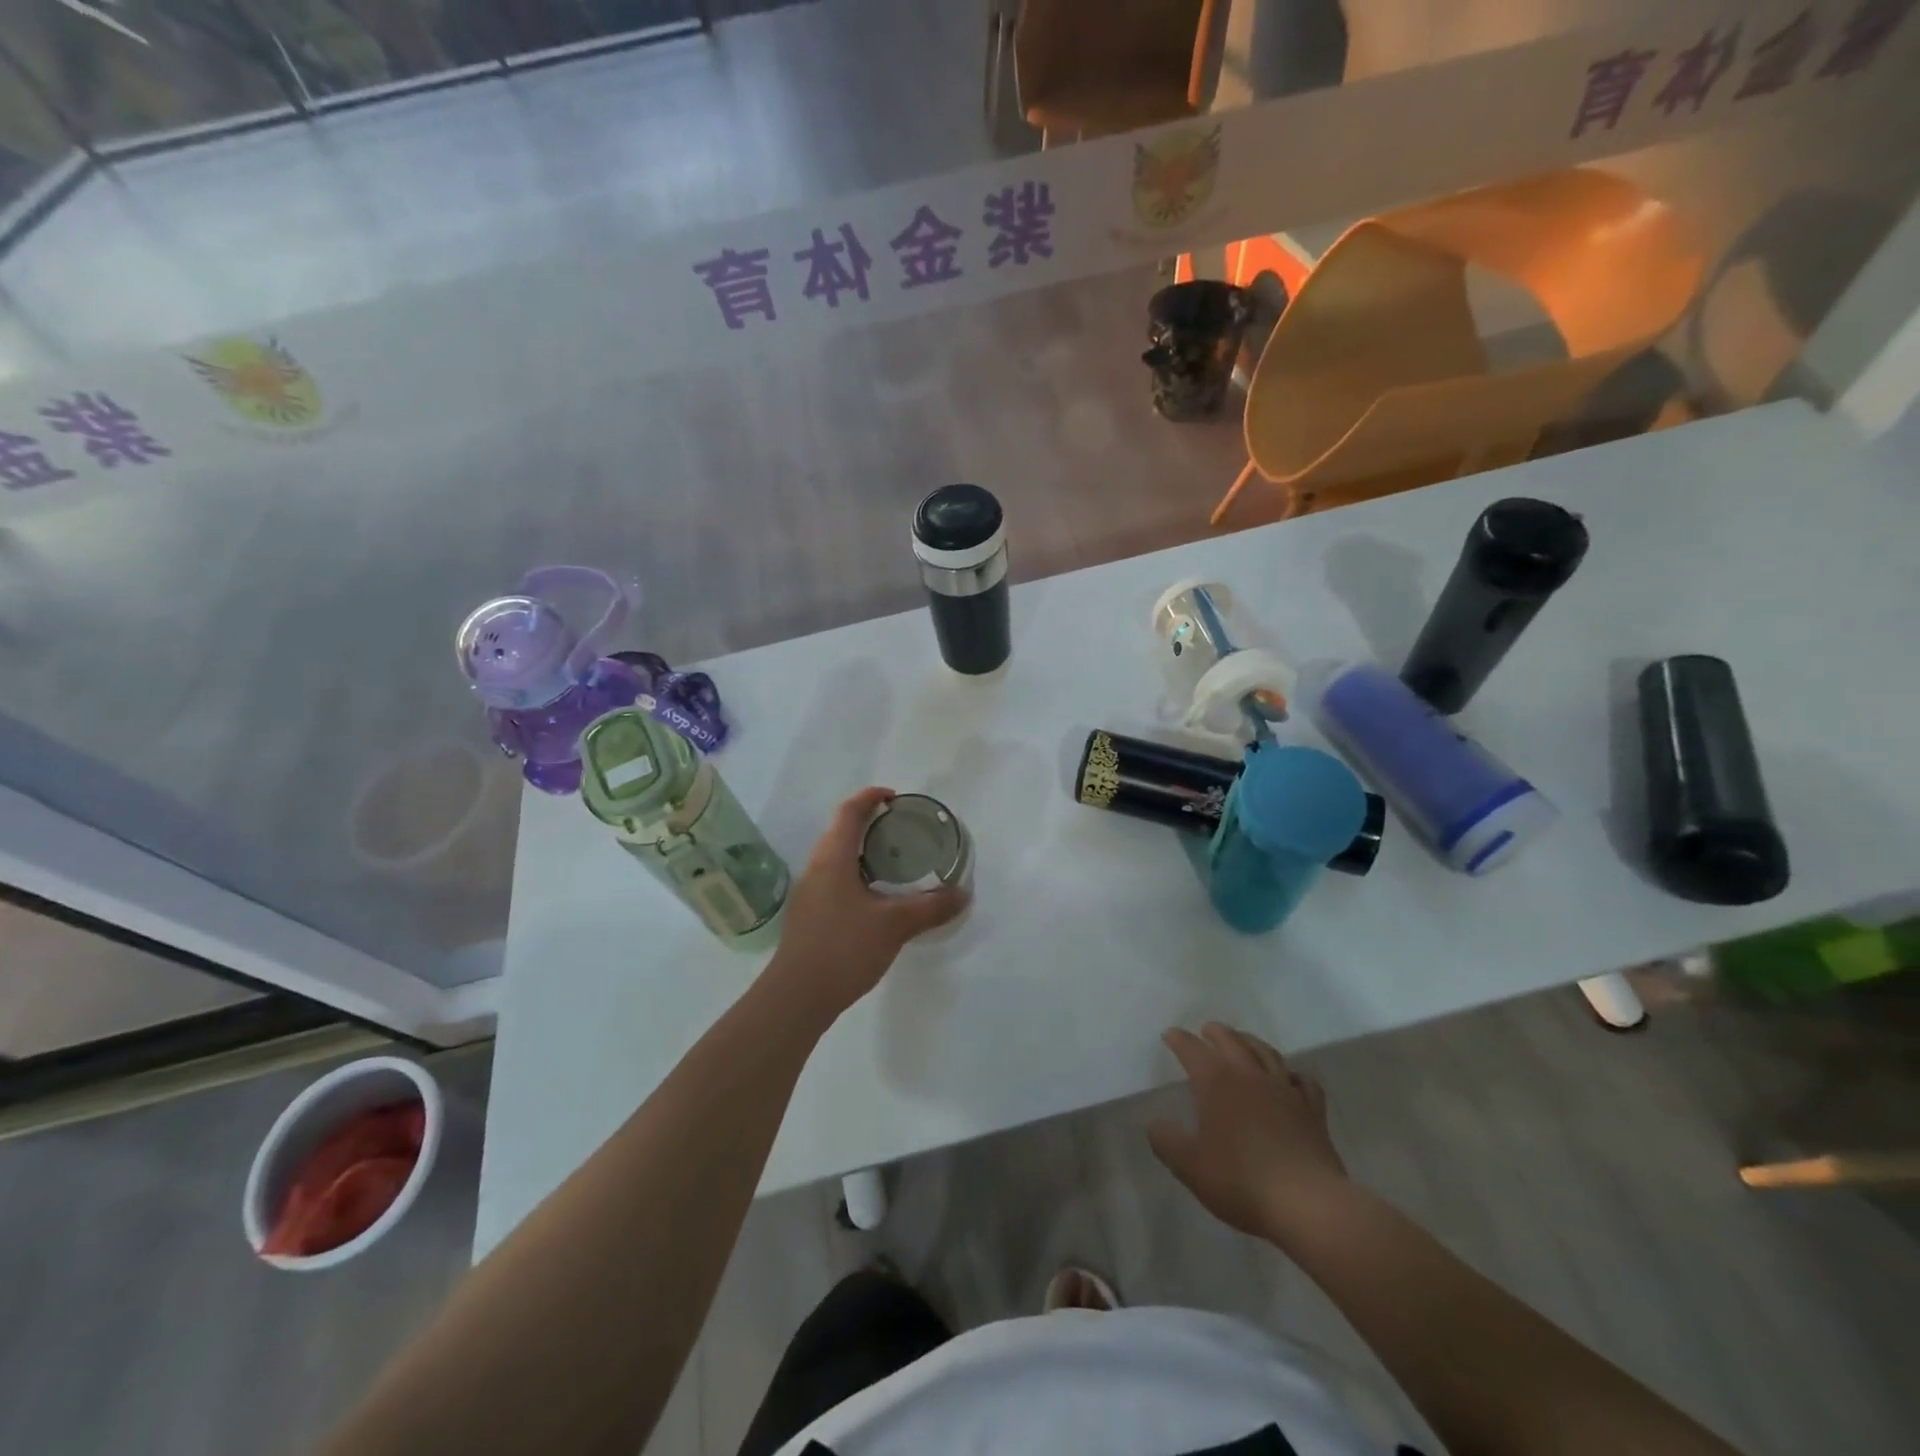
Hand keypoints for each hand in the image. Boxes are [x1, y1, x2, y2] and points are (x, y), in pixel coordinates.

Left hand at [766, 787, 968, 1023]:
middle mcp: (817, 867)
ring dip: (863, 851)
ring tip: (895, 861)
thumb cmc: (843, 948)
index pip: (849, 812)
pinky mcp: (809, 915)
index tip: (895, 797)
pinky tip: (876, 898)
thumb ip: (930, 908)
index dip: (870, 797)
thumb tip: (963, 894)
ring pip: (837, 857)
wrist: (796, 997)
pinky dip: (857, 874)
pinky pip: (834, 879)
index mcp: (833, 858)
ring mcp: (810, 892)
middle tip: (903, 829)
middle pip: (841, 831)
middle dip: (870, 823)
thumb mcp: (894, 926)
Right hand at [1148, 1023, 1347, 1240]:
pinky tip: (1290, 1079)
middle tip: (1207, 1030)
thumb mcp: (1190, 1166)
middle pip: (1231, 1041)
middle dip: (1216, 1032)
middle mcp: (1250, 1075)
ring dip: (1251, 1042)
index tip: (1169, 1035)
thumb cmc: (1241, 1181)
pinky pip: (1304, 1082)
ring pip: (1267, 1053)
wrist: (1307, 1203)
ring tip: (1243, 1041)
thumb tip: (1155, 1125)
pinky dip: (1293, 1074)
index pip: (1192, 1049)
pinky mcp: (1312, 1111)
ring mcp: (1285, 1090)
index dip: (1179, 1040)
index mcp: (1217, 1082)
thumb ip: (1167, 1142)